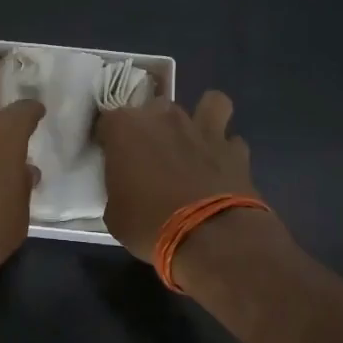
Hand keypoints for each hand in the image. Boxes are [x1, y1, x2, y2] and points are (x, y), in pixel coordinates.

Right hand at [93, 90, 258, 261]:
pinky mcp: (235, 149)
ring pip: (209, 104)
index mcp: (126, 128)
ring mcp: (203, 129)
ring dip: (202, 118)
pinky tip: (221, 167)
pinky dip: (226, 150)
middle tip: (151, 156)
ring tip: (196, 142)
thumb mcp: (115, 214)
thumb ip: (118, 187)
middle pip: (155, 108)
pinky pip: (231, 140)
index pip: (107, 120)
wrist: (209, 238)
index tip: (112, 159)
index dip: (110, 139)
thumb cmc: (149, 224)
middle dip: (152, 127)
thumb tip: (127, 188)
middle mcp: (163, 117)